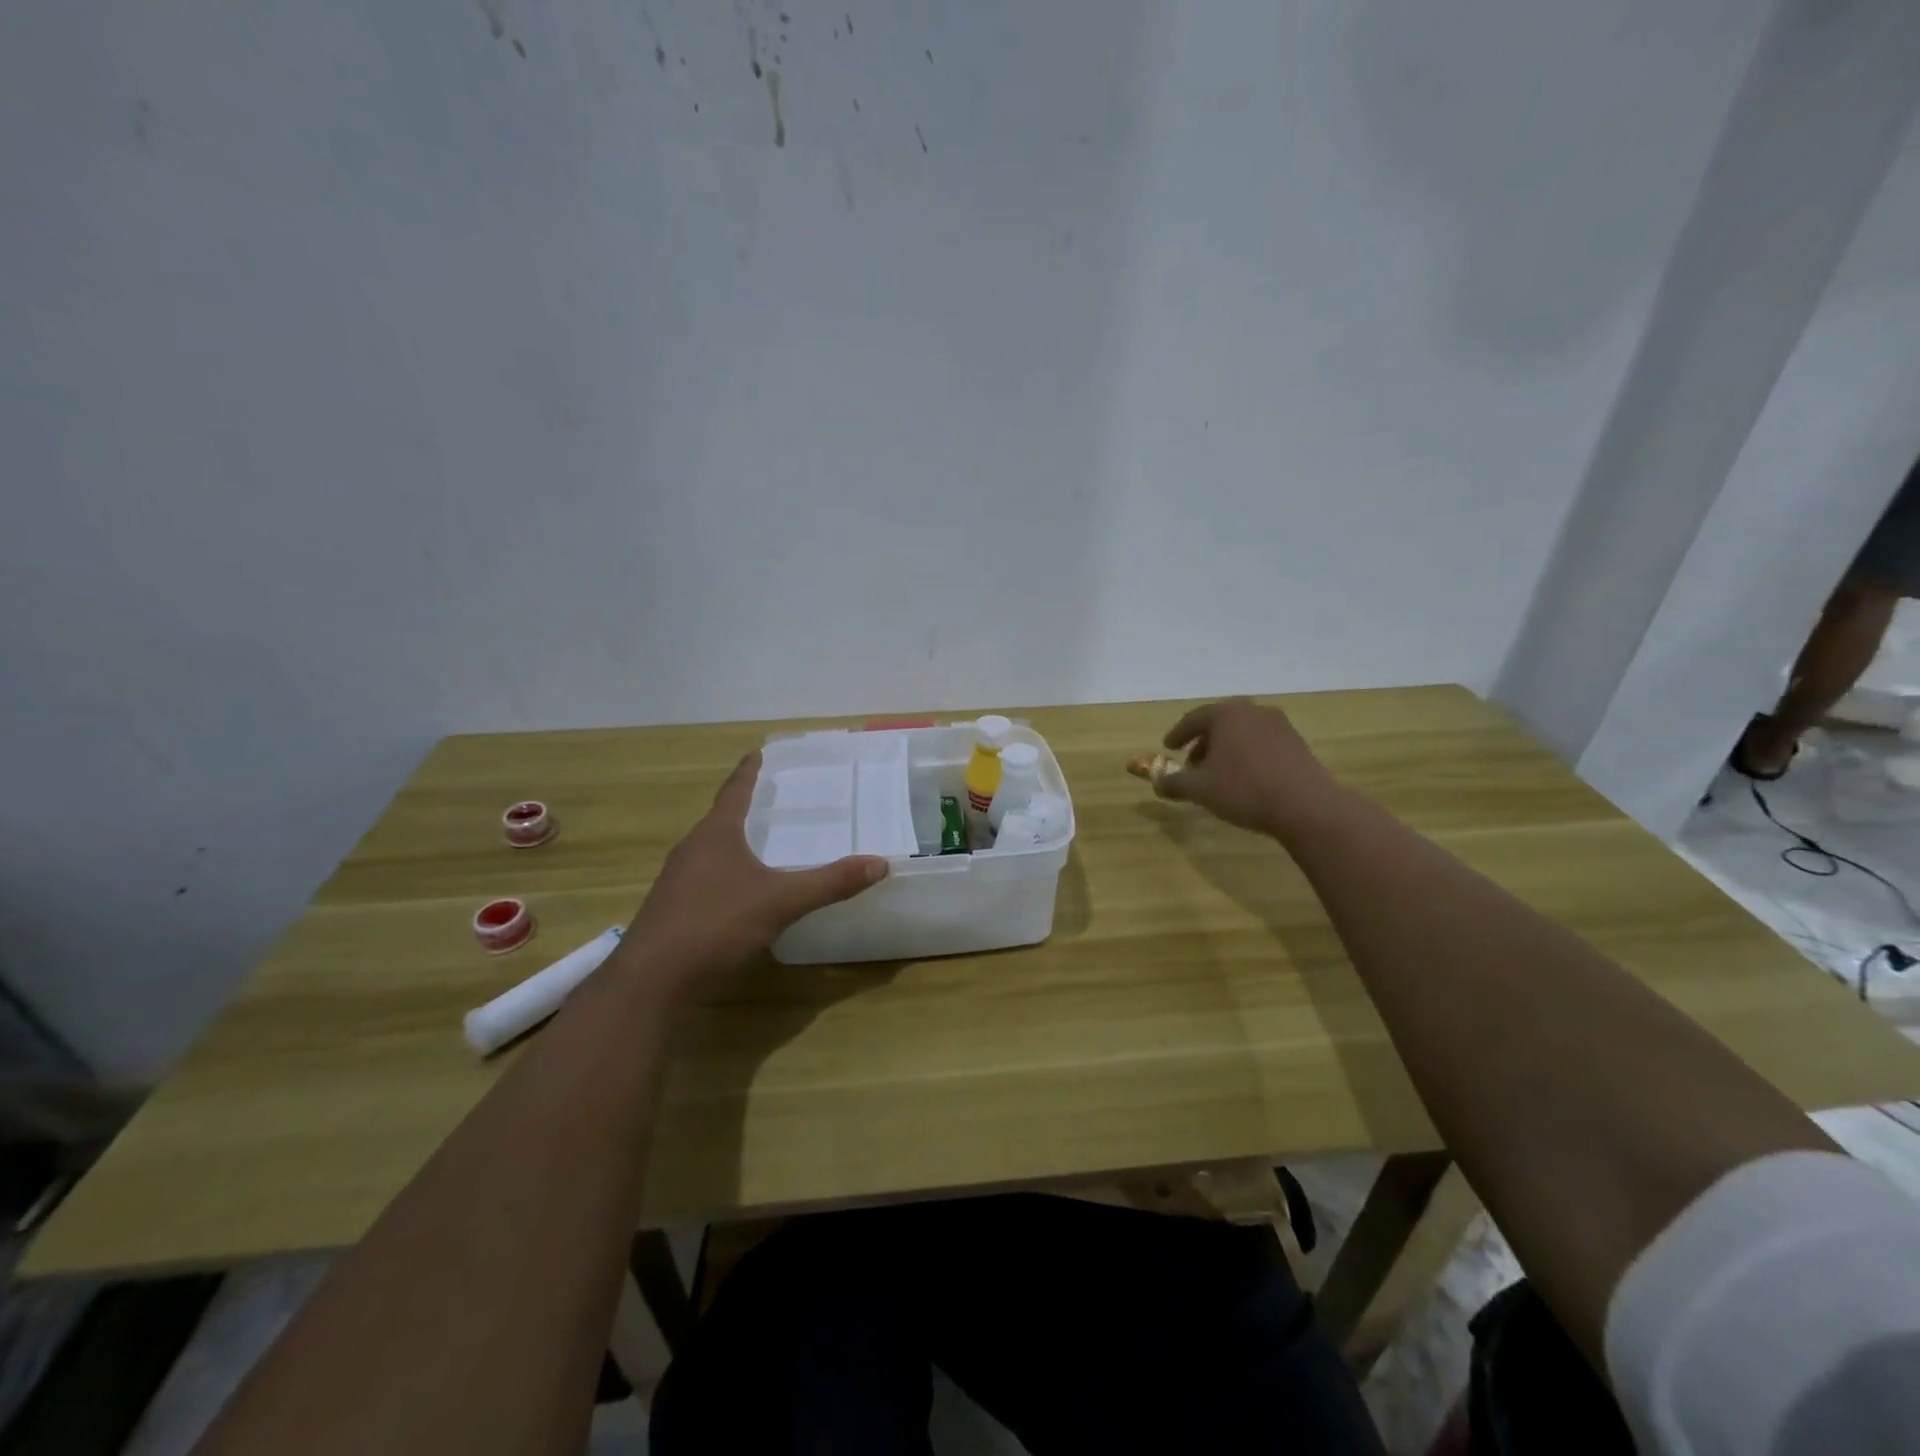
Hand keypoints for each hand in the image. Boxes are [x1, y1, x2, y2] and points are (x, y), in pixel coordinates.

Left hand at [623, 752, 888, 993]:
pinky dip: (728, 873)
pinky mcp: (673, 910)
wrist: (651, 983)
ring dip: (736, 842)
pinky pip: (705, 878)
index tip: (759, 751)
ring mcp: (678, 881)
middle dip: (747, 807)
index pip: (735, 790)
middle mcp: (692, 849)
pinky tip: (743, 892)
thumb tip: (880, 863)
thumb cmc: (714, 926)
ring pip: (712, 850)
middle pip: (722, 818)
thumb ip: (829, 883)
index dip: (749, 771)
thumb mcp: (780, 903)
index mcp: (716, 834)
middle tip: (776, 799)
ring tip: (764, 843)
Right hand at [1157, 699, 1341, 835]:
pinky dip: (1248, 754)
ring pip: (1243, 733)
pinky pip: (1262, 743)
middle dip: (1204, 742)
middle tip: (1192, 762)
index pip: (1194, 719)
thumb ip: (1175, 782)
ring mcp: (1280, 726)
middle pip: (1220, 722)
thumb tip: (1159, 781)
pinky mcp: (1297, 744)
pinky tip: (1246, 778)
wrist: (1306, 806)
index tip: (1168, 747)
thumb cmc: (1244, 790)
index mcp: (1227, 715)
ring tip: (1218, 773)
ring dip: (1227, 749)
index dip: (1178, 734)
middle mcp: (1253, 712)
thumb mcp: (1200, 789)